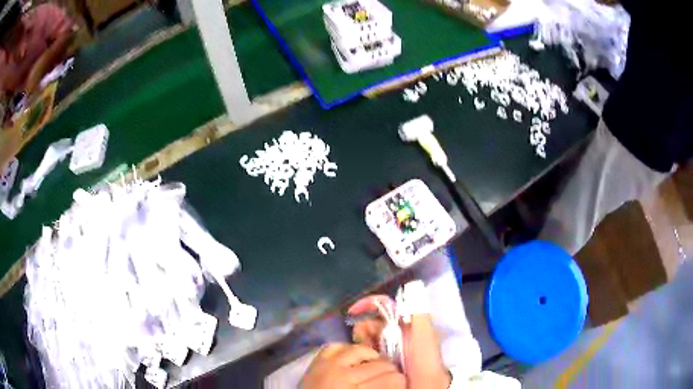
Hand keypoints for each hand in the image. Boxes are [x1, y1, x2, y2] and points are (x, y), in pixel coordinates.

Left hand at [301, 343, 405, 388]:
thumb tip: (399, 383)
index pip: (391, 380)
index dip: (401, 381)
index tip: (402, 383)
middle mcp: (343, 376)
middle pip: (380, 365)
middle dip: (391, 370)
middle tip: (392, 376)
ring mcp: (328, 365)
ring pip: (360, 350)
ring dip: (372, 357)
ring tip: (375, 365)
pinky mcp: (316, 361)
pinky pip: (335, 346)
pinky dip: (346, 349)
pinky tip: (352, 358)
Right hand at [349, 295, 450, 388]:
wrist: (420, 387)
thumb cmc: (425, 361)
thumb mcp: (425, 335)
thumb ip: (418, 312)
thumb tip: (410, 286)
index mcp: (406, 324)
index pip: (384, 306)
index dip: (369, 304)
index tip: (353, 311)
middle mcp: (394, 334)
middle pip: (370, 322)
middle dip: (364, 330)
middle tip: (368, 345)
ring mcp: (386, 349)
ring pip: (364, 338)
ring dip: (362, 344)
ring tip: (370, 356)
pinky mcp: (379, 363)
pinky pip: (363, 353)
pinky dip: (360, 355)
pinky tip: (366, 362)